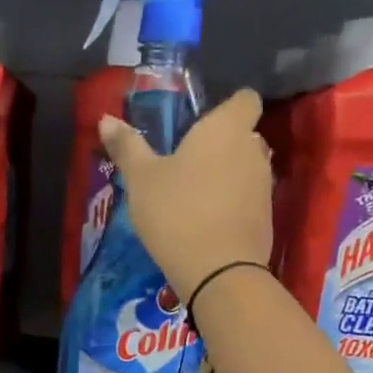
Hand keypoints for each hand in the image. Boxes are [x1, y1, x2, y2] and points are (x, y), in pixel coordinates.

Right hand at [98, 88, 273, 301]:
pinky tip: (209, 226)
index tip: (204, 125)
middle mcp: (253, 149)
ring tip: (197, 199)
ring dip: (229, 178)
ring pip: (247, 170)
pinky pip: (249, 202)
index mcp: (226, 128)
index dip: (228, 108)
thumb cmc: (176, 214)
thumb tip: (106, 119)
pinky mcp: (267, 220)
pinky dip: (234, 207)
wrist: (219, 273)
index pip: (245, 99)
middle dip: (224, 146)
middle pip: (245, 136)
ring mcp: (264, 186)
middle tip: (191, 166)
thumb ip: (127, 147)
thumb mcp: (141, 181)